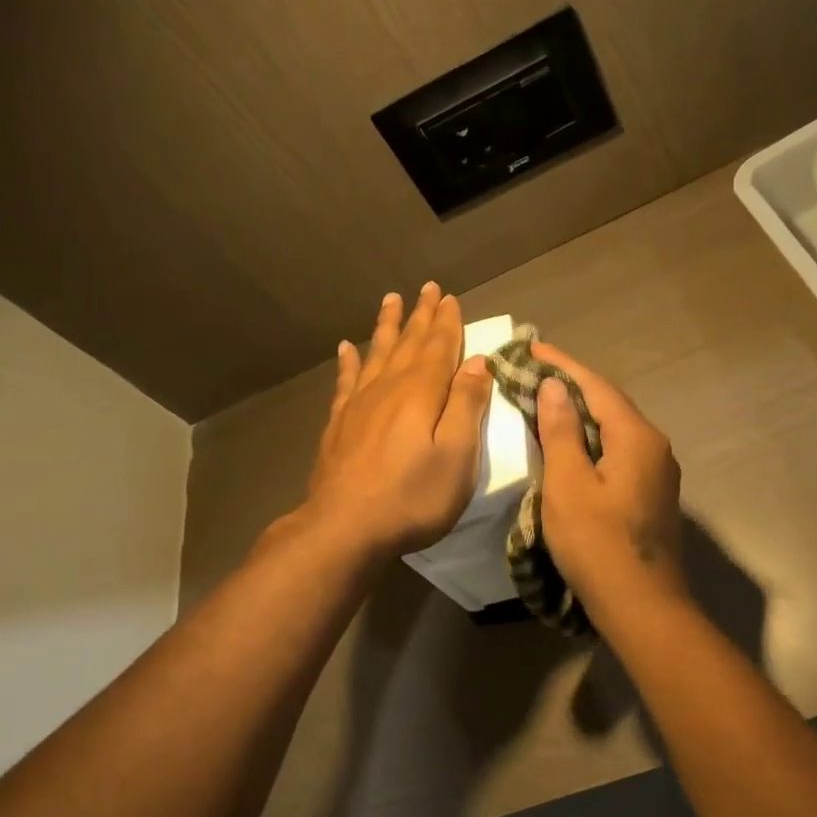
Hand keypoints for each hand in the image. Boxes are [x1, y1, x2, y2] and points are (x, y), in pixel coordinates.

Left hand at [299, 283, 491, 558]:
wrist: (345, 527)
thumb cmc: (412, 496)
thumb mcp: (457, 455)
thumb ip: (466, 406)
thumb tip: (477, 362)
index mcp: (422, 393)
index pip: (439, 347)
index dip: (447, 322)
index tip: (450, 297)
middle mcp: (389, 388)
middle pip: (408, 343)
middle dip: (420, 316)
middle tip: (427, 289)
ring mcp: (359, 405)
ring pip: (377, 354)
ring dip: (387, 327)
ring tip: (390, 301)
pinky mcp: (339, 424)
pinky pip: (345, 381)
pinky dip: (349, 362)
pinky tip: (346, 348)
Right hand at [530, 341, 684, 606]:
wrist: (642, 607)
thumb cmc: (597, 544)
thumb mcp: (568, 485)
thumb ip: (561, 431)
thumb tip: (556, 386)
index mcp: (637, 437)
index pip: (596, 387)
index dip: (563, 365)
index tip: (531, 348)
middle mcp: (655, 447)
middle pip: (609, 405)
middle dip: (572, 387)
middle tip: (533, 373)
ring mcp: (658, 473)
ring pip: (615, 430)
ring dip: (581, 415)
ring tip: (546, 403)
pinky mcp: (652, 496)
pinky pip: (619, 453)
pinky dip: (591, 442)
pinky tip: (571, 447)